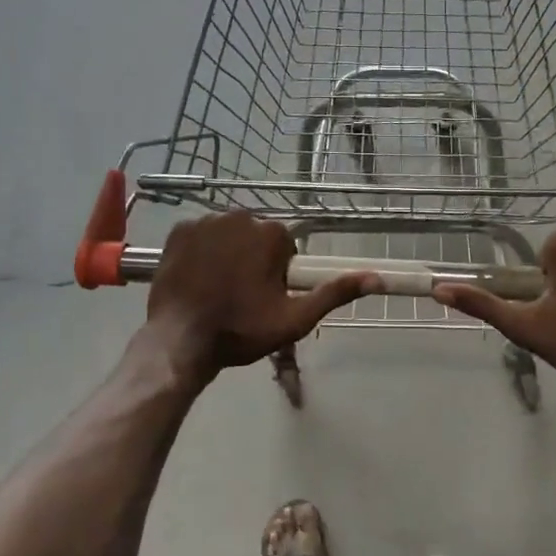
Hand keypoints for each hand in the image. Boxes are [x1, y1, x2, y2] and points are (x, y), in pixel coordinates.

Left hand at [144, 212, 372, 378]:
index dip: (278, 272)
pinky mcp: (178, 230)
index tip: (265, 297)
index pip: (284, 246)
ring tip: (217, 289)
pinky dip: (201, 251)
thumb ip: (335, 293)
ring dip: (228, 253)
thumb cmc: (241, 330)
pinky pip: (200, 235)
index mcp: (271, 233)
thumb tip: (377, 278)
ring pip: (228, 234)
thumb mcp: (295, 318)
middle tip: (242, 296)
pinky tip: (197, 278)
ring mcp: (205, 221)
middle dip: (253, 259)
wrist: (181, 340)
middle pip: (256, 236)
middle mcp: (239, 216)